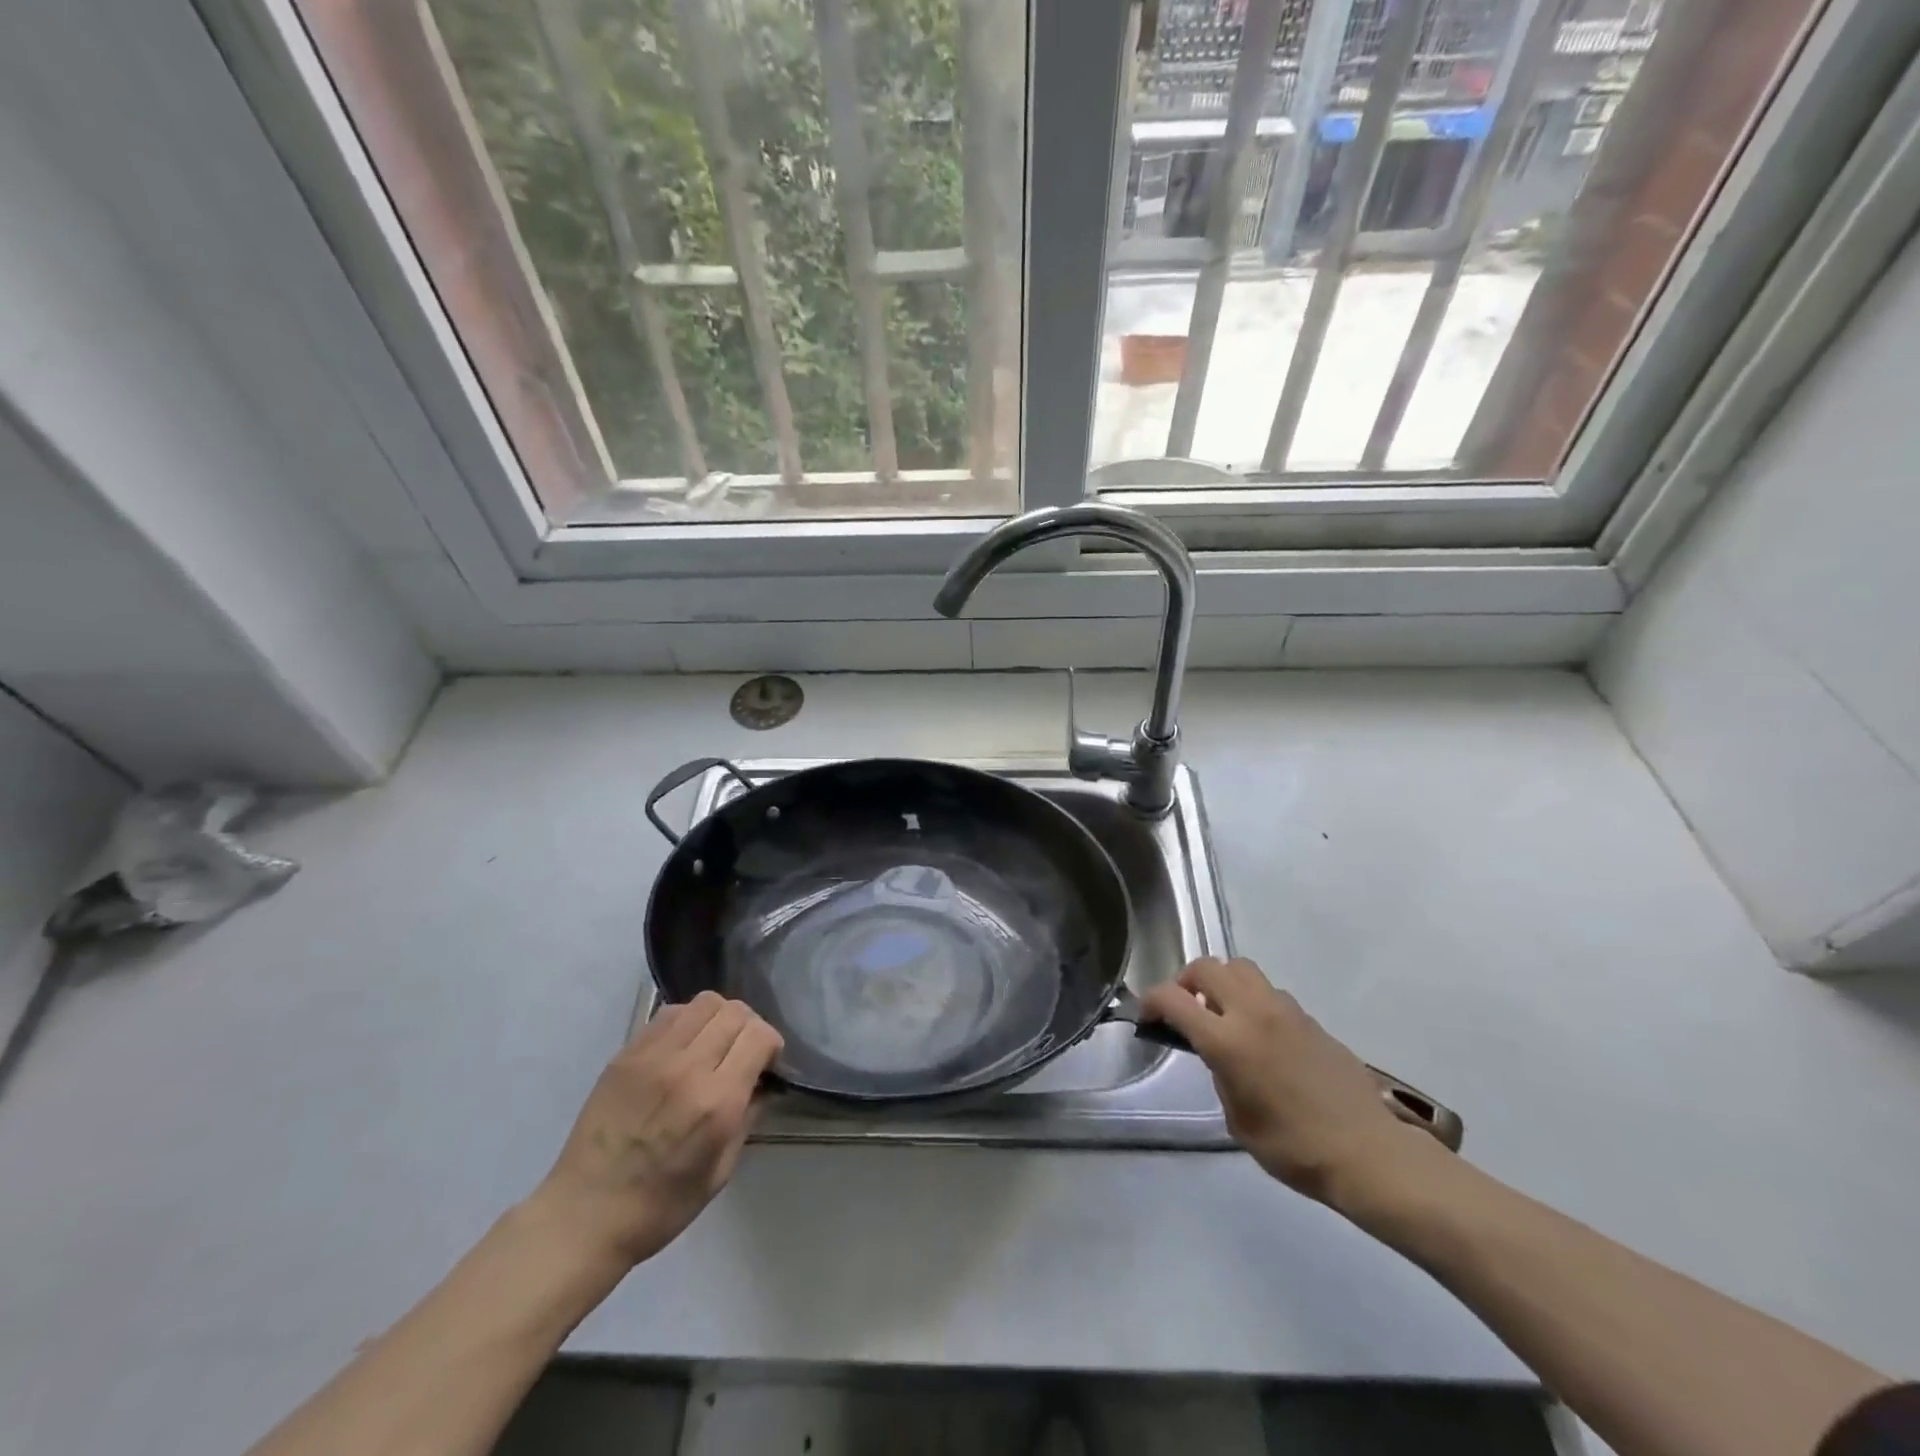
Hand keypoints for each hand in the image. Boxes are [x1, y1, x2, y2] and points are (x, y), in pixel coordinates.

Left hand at [529, 992, 783, 1268]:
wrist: (583, 1216)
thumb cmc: (660, 1206)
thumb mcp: (721, 1171)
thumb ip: (748, 1117)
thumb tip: (762, 1082)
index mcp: (716, 1102)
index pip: (759, 1036)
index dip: (771, 1045)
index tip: (765, 1064)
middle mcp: (687, 1068)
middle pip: (735, 1012)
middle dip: (749, 1027)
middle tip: (741, 1052)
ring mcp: (653, 1056)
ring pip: (704, 1002)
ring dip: (718, 1018)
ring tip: (711, 1044)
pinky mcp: (626, 1054)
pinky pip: (669, 1013)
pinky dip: (687, 1021)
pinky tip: (682, 1047)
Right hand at [1141, 957, 1429, 1208]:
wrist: (1368, 1152)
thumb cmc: (1295, 1148)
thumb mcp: (1238, 1120)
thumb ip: (1220, 1074)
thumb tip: (1218, 1055)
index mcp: (1227, 1040)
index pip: (1173, 998)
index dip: (1151, 1001)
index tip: (1148, 1017)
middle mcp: (1252, 1012)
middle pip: (1206, 967)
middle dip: (1185, 981)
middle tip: (1183, 1008)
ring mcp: (1284, 1009)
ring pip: (1240, 968)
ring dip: (1222, 982)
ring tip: (1222, 1013)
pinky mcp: (1308, 1017)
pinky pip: (1268, 991)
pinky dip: (1252, 999)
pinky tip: (1260, 1033)